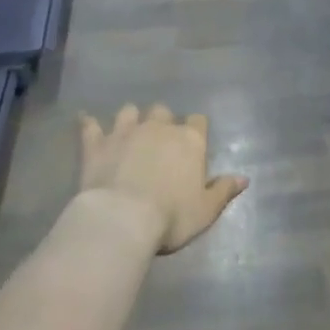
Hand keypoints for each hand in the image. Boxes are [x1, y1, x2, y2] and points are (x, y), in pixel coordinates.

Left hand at [78, 105, 248, 253]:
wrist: (123, 218)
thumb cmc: (172, 216)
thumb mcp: (206, 210)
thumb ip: (224, 190)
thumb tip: (244, 178)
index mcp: (190, 141)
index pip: (198, 121)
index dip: (196, 129)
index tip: (193, 142)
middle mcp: (159, 128)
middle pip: (163, 111)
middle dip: (162, 122)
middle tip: (160, 141)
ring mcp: (125, 132)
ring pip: (129, 111)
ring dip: (131, 119)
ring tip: (129, 131)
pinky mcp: (97, 143)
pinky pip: (90, 125)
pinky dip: (89, 123)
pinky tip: (85, 120)